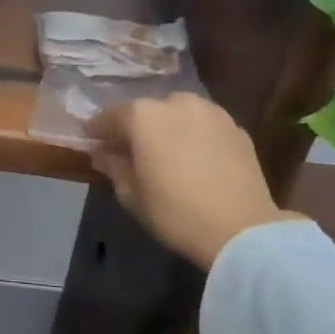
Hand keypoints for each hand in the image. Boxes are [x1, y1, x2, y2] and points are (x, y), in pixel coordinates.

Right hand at [89, 94, 294, 268]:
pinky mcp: (237, 128)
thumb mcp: (131, 195)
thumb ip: (113, 167)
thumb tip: (103, 154)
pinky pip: (204, 125)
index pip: (110, 115)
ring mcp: (210, 112)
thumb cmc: (175, 212)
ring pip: (178, 112)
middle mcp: (175, 103)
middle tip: (130, 149)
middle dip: (135, 126)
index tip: (92, 142)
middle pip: (146, 110)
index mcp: (142, 116)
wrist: (242, 230)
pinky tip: (194, 156)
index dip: (98, 130)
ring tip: (166, 150)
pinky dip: (194, 134)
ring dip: (167, 126)